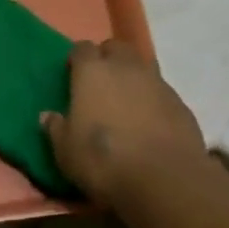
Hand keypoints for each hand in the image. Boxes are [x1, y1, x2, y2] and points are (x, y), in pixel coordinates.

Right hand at [41, 41, 205, 208]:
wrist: (165, 179)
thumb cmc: (104, 161)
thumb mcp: (66, 152)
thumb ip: (56, 129)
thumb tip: (47, 116)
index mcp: (92, 71)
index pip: (81, 48)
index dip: (77, 59)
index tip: (72, 74)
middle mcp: (125, 67)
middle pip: (116, 48)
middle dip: (107, 58)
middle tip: (100, 82)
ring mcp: (157, 82)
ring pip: (142, 66)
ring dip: (132, 77)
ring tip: (126, 102)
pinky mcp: (180, 102)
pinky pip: (161, 91)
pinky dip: (153, 99)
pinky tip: (149, 121)